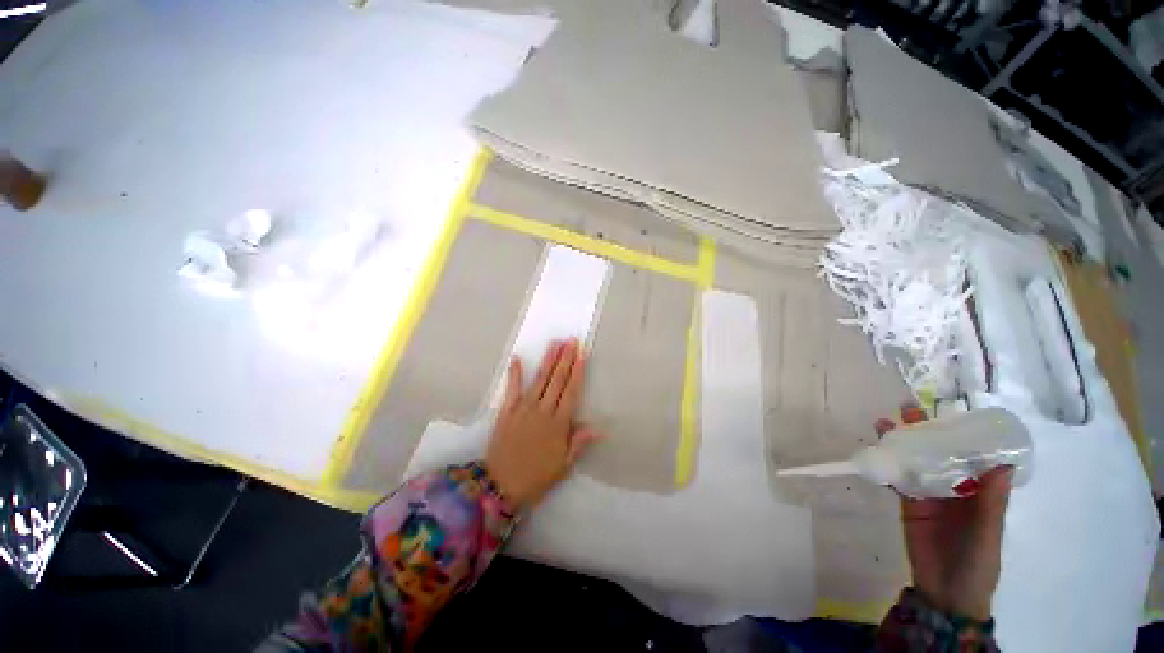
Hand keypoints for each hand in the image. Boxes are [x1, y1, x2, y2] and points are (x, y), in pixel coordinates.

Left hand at [485, 339, 600, 509]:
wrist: (500, 487)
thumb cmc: (536, 477)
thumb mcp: (563, 465)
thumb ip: (579, 443)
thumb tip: (598, 428)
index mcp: (558, 424)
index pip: (571, 391)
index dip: (578, 371)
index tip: (582, 354)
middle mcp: (542, 411)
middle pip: (557, 380)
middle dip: (565, 358)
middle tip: (571, 340)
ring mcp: (523, 409)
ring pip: (539, 380)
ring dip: (548, 360)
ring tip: (555, 343)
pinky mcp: (507, 411)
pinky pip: (511, 389)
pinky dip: (514, 373)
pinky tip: (516, 358)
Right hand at [878, 407, 1012, 621]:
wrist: (946, 592)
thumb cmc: (978, 562)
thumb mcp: (988, 533)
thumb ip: (992, 502)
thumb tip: (1003, 464)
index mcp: (979, 491)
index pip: (971, 456)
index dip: (961, 434)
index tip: (949, 413)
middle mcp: (954, 487)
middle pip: (938, 454)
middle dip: (924, 432)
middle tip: (907, 409)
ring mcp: (929, 495)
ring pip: (914, 462)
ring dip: (900, 443)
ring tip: (884, 423)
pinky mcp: (908, 504)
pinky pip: (898, 480)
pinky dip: (888, 465)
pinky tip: (876, 450)